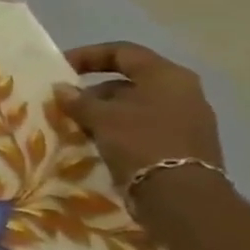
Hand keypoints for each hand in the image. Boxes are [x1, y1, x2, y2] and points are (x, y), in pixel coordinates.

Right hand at [54, 43, 223, 186]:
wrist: (181, 198)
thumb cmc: (141, 142)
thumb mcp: (101, 117)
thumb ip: (78, 100)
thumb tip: (61, 89)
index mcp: (167, 76)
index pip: (122, 52)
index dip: (88, 56)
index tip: (61, 68)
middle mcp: (183, 92)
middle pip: (130, 80)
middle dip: (94, 89)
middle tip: (67, 102)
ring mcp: (187, 120)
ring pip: (136, 105)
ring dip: (105, 111)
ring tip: (77, 124)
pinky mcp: (184, 145)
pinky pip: (145, 126)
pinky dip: (120, 128)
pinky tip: (98, 141)